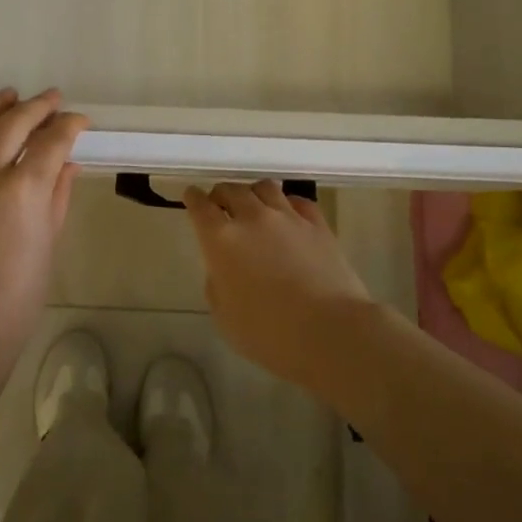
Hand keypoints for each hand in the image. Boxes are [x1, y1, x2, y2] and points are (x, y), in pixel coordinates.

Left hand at [0, 89, 88, 363]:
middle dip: (38, 106)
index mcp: (24, 191)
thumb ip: (58, 195)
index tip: (79, 121)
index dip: (70, 125)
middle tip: (52, 99)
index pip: (52, 141)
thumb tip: (67, 163)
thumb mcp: (49, 243)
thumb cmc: (18, 295)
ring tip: (8, 97)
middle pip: (13, 123)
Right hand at [183, 181, 370, 389]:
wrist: (329, 332)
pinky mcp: (317, 224)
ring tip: (255, 206)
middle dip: (221, 195)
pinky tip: (289, 216)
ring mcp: (288, 217)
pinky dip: (287, 204)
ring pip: (265, 187)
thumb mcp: (224, 317)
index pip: (200, 205)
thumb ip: (217, 284)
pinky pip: (297, 201)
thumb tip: (223, 268)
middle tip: (221, 206)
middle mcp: (252, 218)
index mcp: (221, 239)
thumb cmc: (269, 334)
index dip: (193, 198)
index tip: (191, 197)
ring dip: (253, 193)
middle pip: (231, 190)